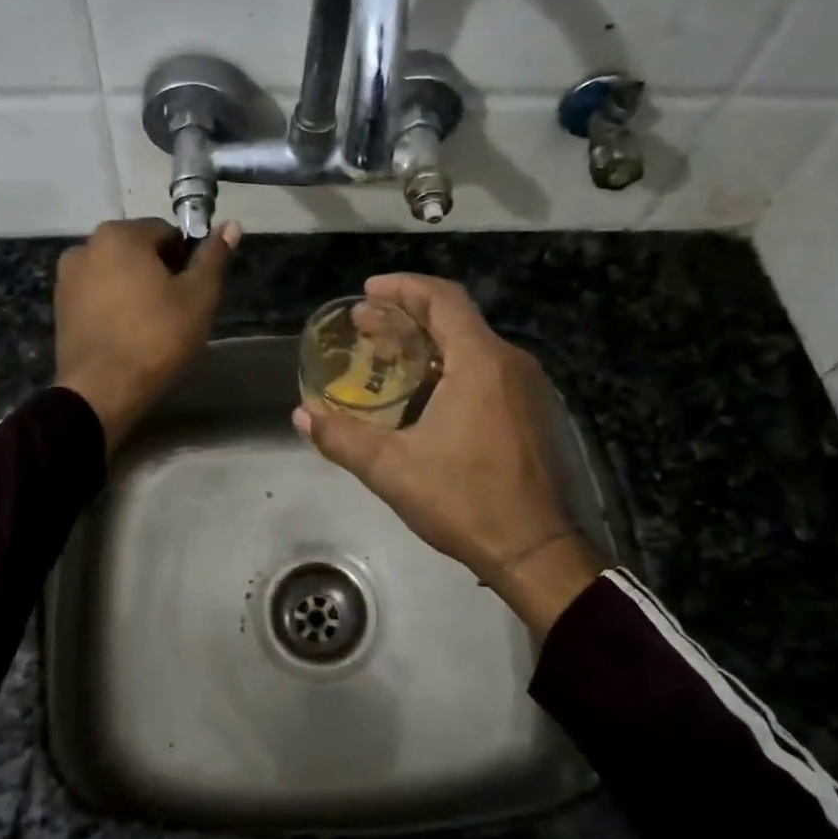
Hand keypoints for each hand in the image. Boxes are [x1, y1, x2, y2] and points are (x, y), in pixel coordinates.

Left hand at [55, 218, 239, 454]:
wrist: (102, 391)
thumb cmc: (157, 337)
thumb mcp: (199, 296)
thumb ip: (214, 257)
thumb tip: (232, 225)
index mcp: (119, 235)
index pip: (167, 233)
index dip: (186, 261)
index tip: (192, 292)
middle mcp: (85, 246)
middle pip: (138, 251)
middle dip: (159, 274)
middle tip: (175, 312)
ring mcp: (67, 278)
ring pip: (117, 274)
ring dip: (135, 290)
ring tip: (151, 327)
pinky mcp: (60, 307)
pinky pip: (97, 296)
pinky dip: (114, 307)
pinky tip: (127, 335)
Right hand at [293, 274, 609, 633]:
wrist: (536, 551)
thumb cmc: (465, 501)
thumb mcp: (391, 469)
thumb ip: (341, 437)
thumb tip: (301, 415)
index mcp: (481, 362)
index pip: (442, 298)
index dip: (402, 288)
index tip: (367, 293)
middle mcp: (510, 362)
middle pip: (456, 318)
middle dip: (407, 315)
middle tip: (365, 326)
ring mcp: (527, 387)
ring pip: (472, 344)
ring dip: (429, 342)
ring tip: (387, 357)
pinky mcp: (532, 411)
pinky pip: (488, 369)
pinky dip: (451, 365)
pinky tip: (424, 393)